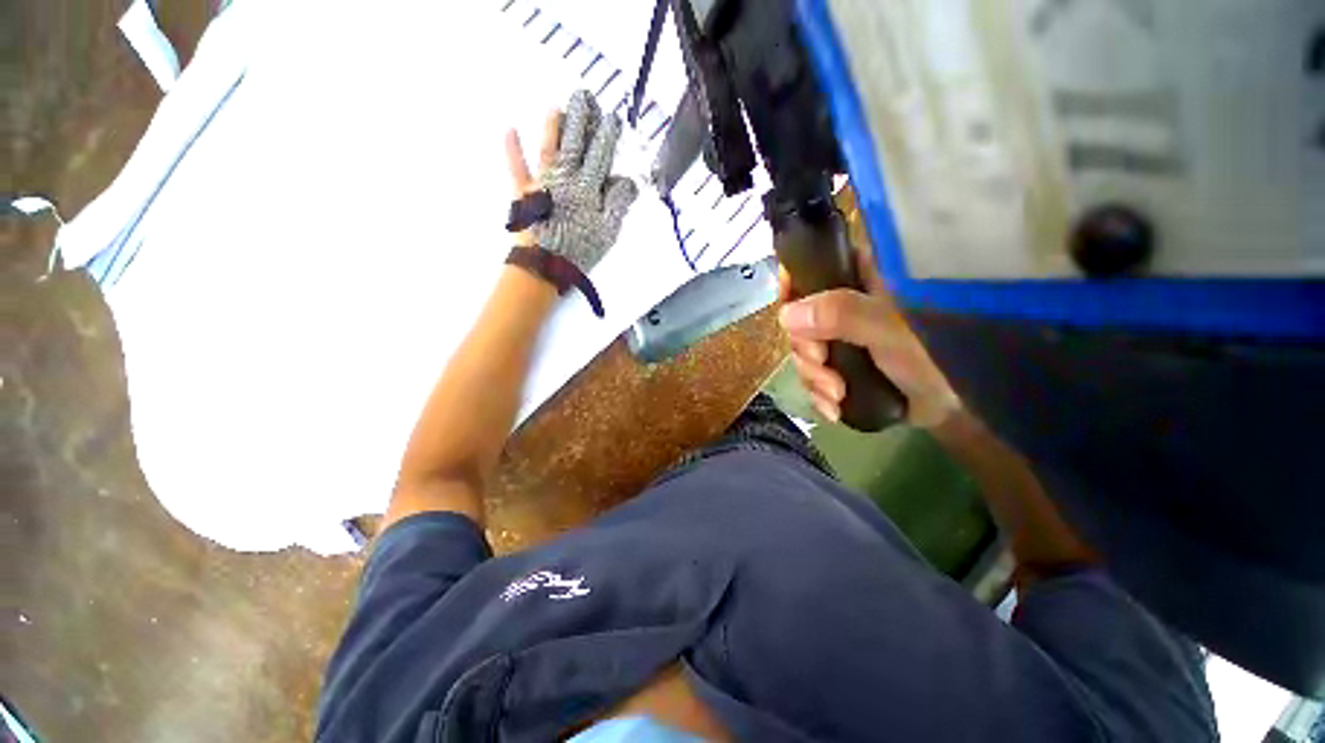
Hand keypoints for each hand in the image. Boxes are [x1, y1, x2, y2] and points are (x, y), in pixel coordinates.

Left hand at [504, 90, 637, 271]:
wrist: (547, 265)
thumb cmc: (580, 250)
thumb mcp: (608, 232)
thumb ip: (618, 204)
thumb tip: (628, 181)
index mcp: (588, 188)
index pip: (600, 156)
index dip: (607, 136)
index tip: (612, 117)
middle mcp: (566, 179)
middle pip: (575, 144)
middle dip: (580, 119)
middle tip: (583, 96)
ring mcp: (543, 183)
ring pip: (550, 149)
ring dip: (553, 127)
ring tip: (555, 106)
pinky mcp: (525, 193)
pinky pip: (517, 168)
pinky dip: (512, 149)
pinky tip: (509, 128)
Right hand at [778, 248, 960, 428]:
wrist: (955, 404)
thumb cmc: (933, 353)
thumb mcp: (889, 328)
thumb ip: (842, 315)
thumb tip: (787, 315)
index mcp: (858, 280)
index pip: (812, 266)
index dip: (792, 283)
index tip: (787, 310)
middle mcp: (844, 306)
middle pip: (799, 319)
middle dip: (806, 349)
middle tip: (823, 364)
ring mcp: (841, 338)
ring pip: (803, 351)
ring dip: (814, 377)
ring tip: (837, 394)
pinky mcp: (841, 366)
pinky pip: (812, 377)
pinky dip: (819, 395)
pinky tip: (834, 408)